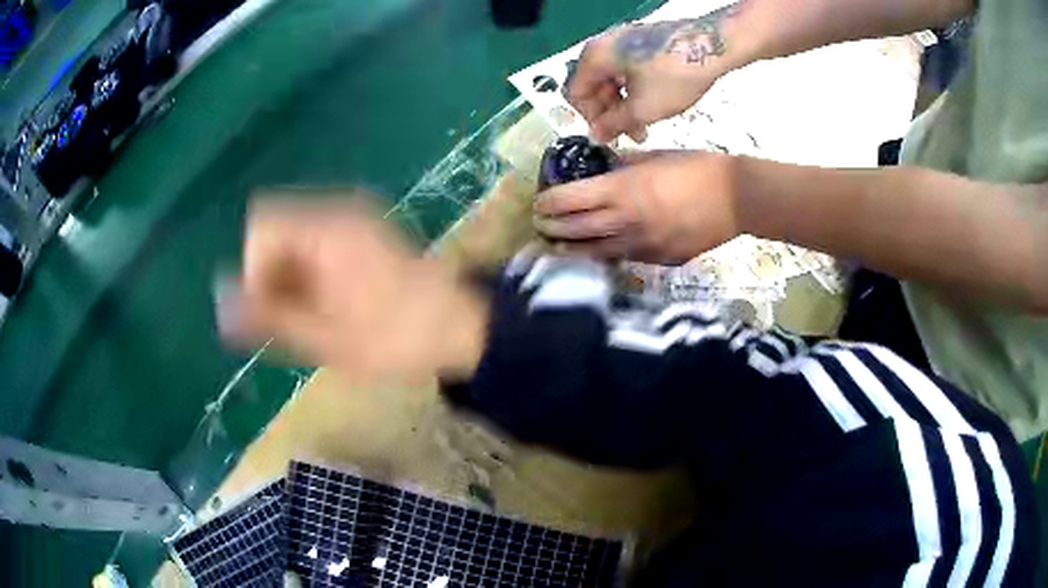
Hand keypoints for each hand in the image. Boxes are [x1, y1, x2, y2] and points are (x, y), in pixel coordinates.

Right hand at [225, 195, 487, 382]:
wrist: (463, 329)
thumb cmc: (395, 338)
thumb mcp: (324, 338)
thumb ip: (267, 317)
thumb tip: (220, 302)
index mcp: (326, 228)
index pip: (260, 227)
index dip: (254, 271)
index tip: (271, 313)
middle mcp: (337, 209)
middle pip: (275, 229)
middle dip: (270, 276)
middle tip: (291, 322)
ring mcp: (353, 217)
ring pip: (293, 238)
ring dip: (288, 277)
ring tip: (311, 318)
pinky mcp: (363, 231)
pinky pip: (315, 243)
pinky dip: (308, 273)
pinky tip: (326, 305)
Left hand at [533, 151, 738, 264]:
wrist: (736, 199)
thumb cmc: (696, 168)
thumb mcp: (655, 157)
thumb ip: (622, 164)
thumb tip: (601, 168)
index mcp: (623, 190)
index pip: (569, 200)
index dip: (548, 202)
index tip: (540, 202)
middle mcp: (625, 222)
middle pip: (574, 231)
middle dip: (551, 229)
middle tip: (540, 226)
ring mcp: (641, 247)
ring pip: (594, 254)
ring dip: (571, 249)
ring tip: (558, 245)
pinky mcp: (657, 261)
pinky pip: (623, 259)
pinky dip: (605, 254)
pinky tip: (599, 251)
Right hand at [567, 4, 746, 142]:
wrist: (713, 46)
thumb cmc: (674, 76)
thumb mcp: (642, 108)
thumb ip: (613, 125)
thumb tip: (596, 136)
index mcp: (594, 56)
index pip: (576, 94)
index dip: (592, 120)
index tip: (612, 136)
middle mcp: (602, 44)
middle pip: (593, 85)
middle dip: (610, 113)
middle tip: (633, 134)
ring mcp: (623, 39)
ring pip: (612, 78)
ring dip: (624, 104)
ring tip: (646, 123)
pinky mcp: (642, 40)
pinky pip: (627, 68)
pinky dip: (634, 89)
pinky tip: (653, 102)